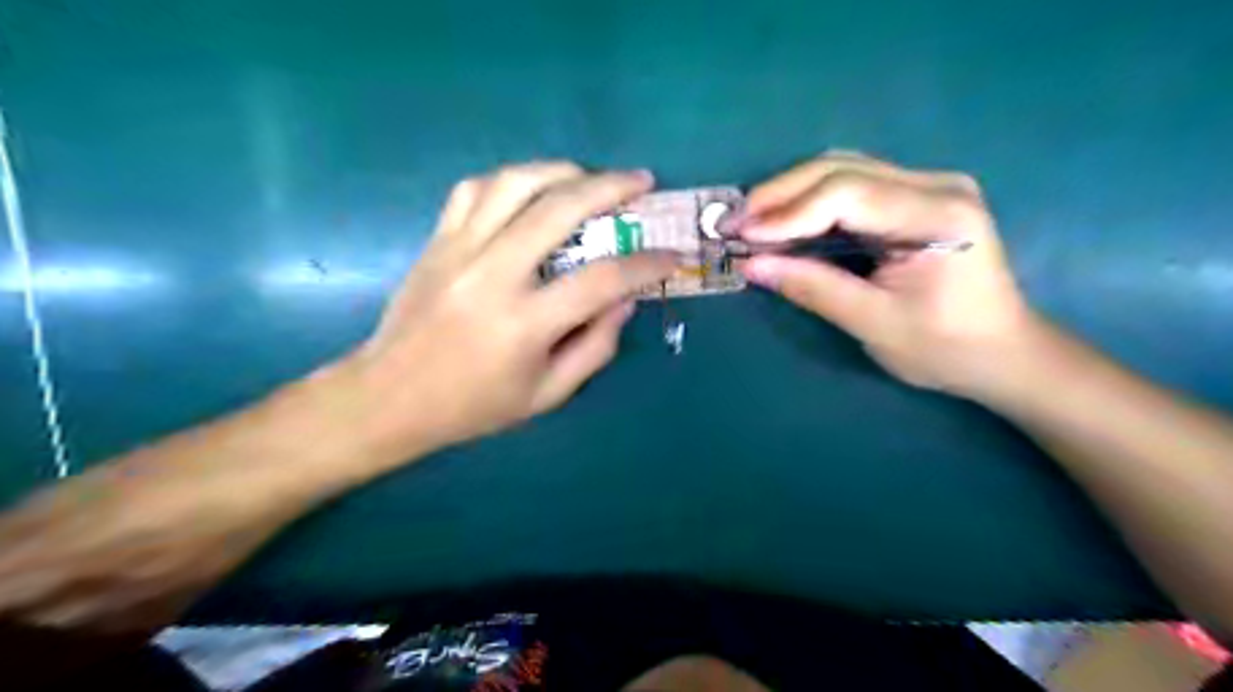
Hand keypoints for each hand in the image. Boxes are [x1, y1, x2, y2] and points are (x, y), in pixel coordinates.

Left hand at [347, 163, 673, 452]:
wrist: (390, 396)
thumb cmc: (474, 406)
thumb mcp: (547, 394)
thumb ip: (595, 347)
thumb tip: (626, 300)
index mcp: (524, 324)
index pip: (602, 280)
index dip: (646, 264)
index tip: (672, 256)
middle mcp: (493, 275)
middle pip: (559, 209)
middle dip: (610, 188)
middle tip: (640, 182)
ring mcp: (459, 250)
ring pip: (514, 183)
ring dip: (561, 170)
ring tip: (589, 176)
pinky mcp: (437, 241)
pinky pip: (474, 189)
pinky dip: (510, 180)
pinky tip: (531, 189)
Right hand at [740, 151, 1038, 396]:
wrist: (1003, 353)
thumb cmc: (945, 348)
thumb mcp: (873, 324)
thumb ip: (812, 288)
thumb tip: (751, 266)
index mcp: (936, 215)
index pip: (847, 194)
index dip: (788, 212)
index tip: (741, 235)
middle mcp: (935, 185)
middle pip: (841, 169)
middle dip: (780, 194)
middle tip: (734, 221)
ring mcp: (928, 186)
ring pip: (843, 170)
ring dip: (791, 193)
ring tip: (751, 220)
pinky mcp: (916, 197)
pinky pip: (852, 186)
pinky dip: (811, 201)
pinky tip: (785, 219)